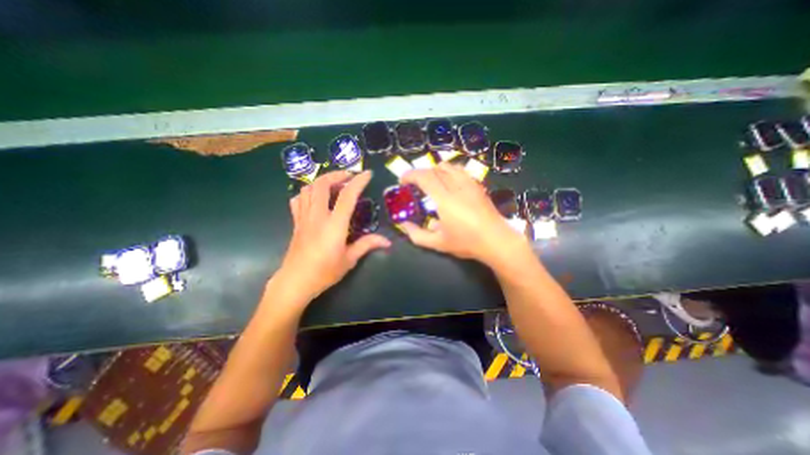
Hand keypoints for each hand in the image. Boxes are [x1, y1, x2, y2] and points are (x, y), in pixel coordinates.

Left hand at [277, 170, 391, 305]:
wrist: (295, 282)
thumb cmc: (325, 272)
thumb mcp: (349, 259)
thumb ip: (367, 245)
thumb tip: (387, 241)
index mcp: (334, 225)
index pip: (347, 196)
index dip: (358, 182)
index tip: (367, 174)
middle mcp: (317, 216)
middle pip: (322, 185)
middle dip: (336, 175)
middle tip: (349, 176)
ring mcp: (304, 217)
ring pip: (308, 189)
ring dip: (322, 181)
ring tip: (334, 184)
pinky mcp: (296, 222)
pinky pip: (298, 200)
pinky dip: (307, 193)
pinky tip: (316, 198)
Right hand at [400, 161, 532, 266]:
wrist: (496, 240)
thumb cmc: (467, 242)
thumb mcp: (438, 243)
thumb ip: (417, 235)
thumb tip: (404, 225)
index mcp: (445, 200)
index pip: (425, 177)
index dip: (410, 175)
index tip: (402, 180)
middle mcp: (457, 187)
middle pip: (435, 169)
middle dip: (420, 173)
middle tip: (414, 184)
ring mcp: (469, 184)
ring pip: (448, 166)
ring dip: (434, 170)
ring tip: (430, 182)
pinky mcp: (477, 185)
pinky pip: (460, 170)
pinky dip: (448, 171)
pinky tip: (448, 183)